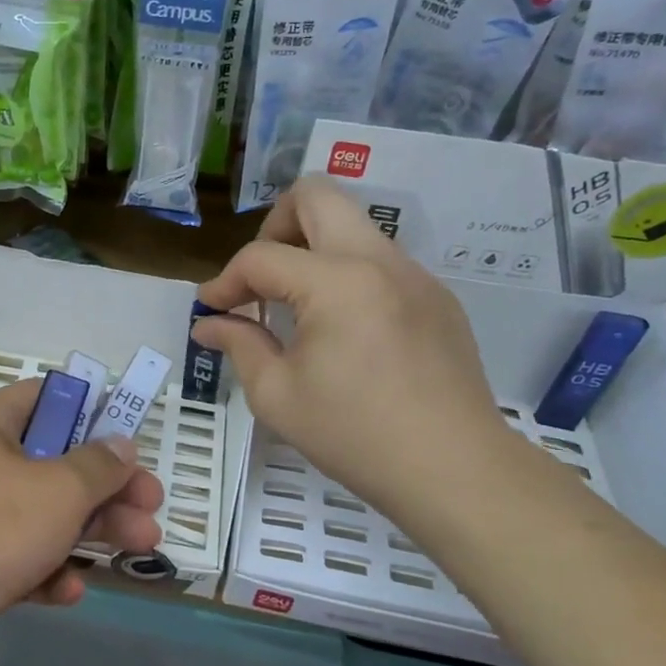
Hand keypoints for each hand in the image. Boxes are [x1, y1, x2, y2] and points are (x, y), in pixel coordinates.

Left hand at [0, 379, 163, 665]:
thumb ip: (97, 467)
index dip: (88, 411)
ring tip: (141, 547)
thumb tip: (121, 445)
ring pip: (42, 517)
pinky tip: (71, 592)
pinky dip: (48, 573)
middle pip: (54, 465)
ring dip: (91, 532)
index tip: (128, 436)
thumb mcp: (56, 488)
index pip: (44, 399)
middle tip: (151, 507)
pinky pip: (19, 563)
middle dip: (107, 486)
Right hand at [194, 176, 517, 531]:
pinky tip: (345, 331)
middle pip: (317, 195)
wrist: (455, 471)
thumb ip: (239, 345)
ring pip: (353, 225)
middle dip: (275, 225)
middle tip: (263, 277)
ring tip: (298, 307)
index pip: (261, 256)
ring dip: (314, 250)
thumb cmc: (355, 436)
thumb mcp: (277, 396)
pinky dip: (348, 276)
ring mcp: (415, 275)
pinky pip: (381, 261)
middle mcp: (378, 260)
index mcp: (336, 282)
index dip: (226, 281)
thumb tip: (209, 324)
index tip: (213, 310)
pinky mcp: (437, 297)